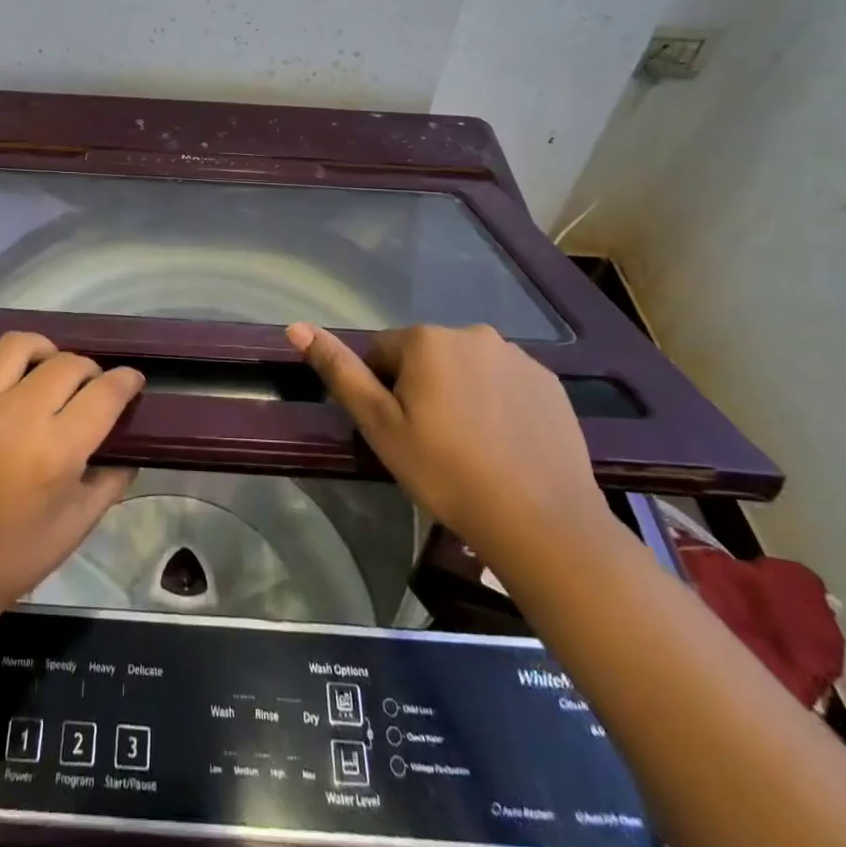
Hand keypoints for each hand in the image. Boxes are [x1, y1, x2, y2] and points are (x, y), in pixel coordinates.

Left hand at [0, 333, 143, 627]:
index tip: (129, 381)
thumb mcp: (75, 527)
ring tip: (40, 371)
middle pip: (66, 364)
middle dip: (87, 371)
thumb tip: (130, 446)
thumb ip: (110, 481)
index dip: (125, 381)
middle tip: (84, 387)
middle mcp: (11, 417)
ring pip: (16, 345)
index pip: (104, 393)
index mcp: (52, 453)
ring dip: (40, 353)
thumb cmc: (10, 559)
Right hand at [286, 322, 609, 566]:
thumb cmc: (445, 470)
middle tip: (430, 441)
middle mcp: (471, 333)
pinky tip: (504, 444)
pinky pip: (506, 383)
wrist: (539, 520)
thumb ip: (339, 371)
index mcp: (425, 339)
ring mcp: (516, 356)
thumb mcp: (378, 425)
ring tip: (470, 446)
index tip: (398, 431)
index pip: (382, 352)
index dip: (382, 391)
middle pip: (426, 357)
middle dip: (421, 388)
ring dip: (460, 392)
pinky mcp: (549, 382)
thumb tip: (296, 326)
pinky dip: (498, 403)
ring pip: (467, 368)